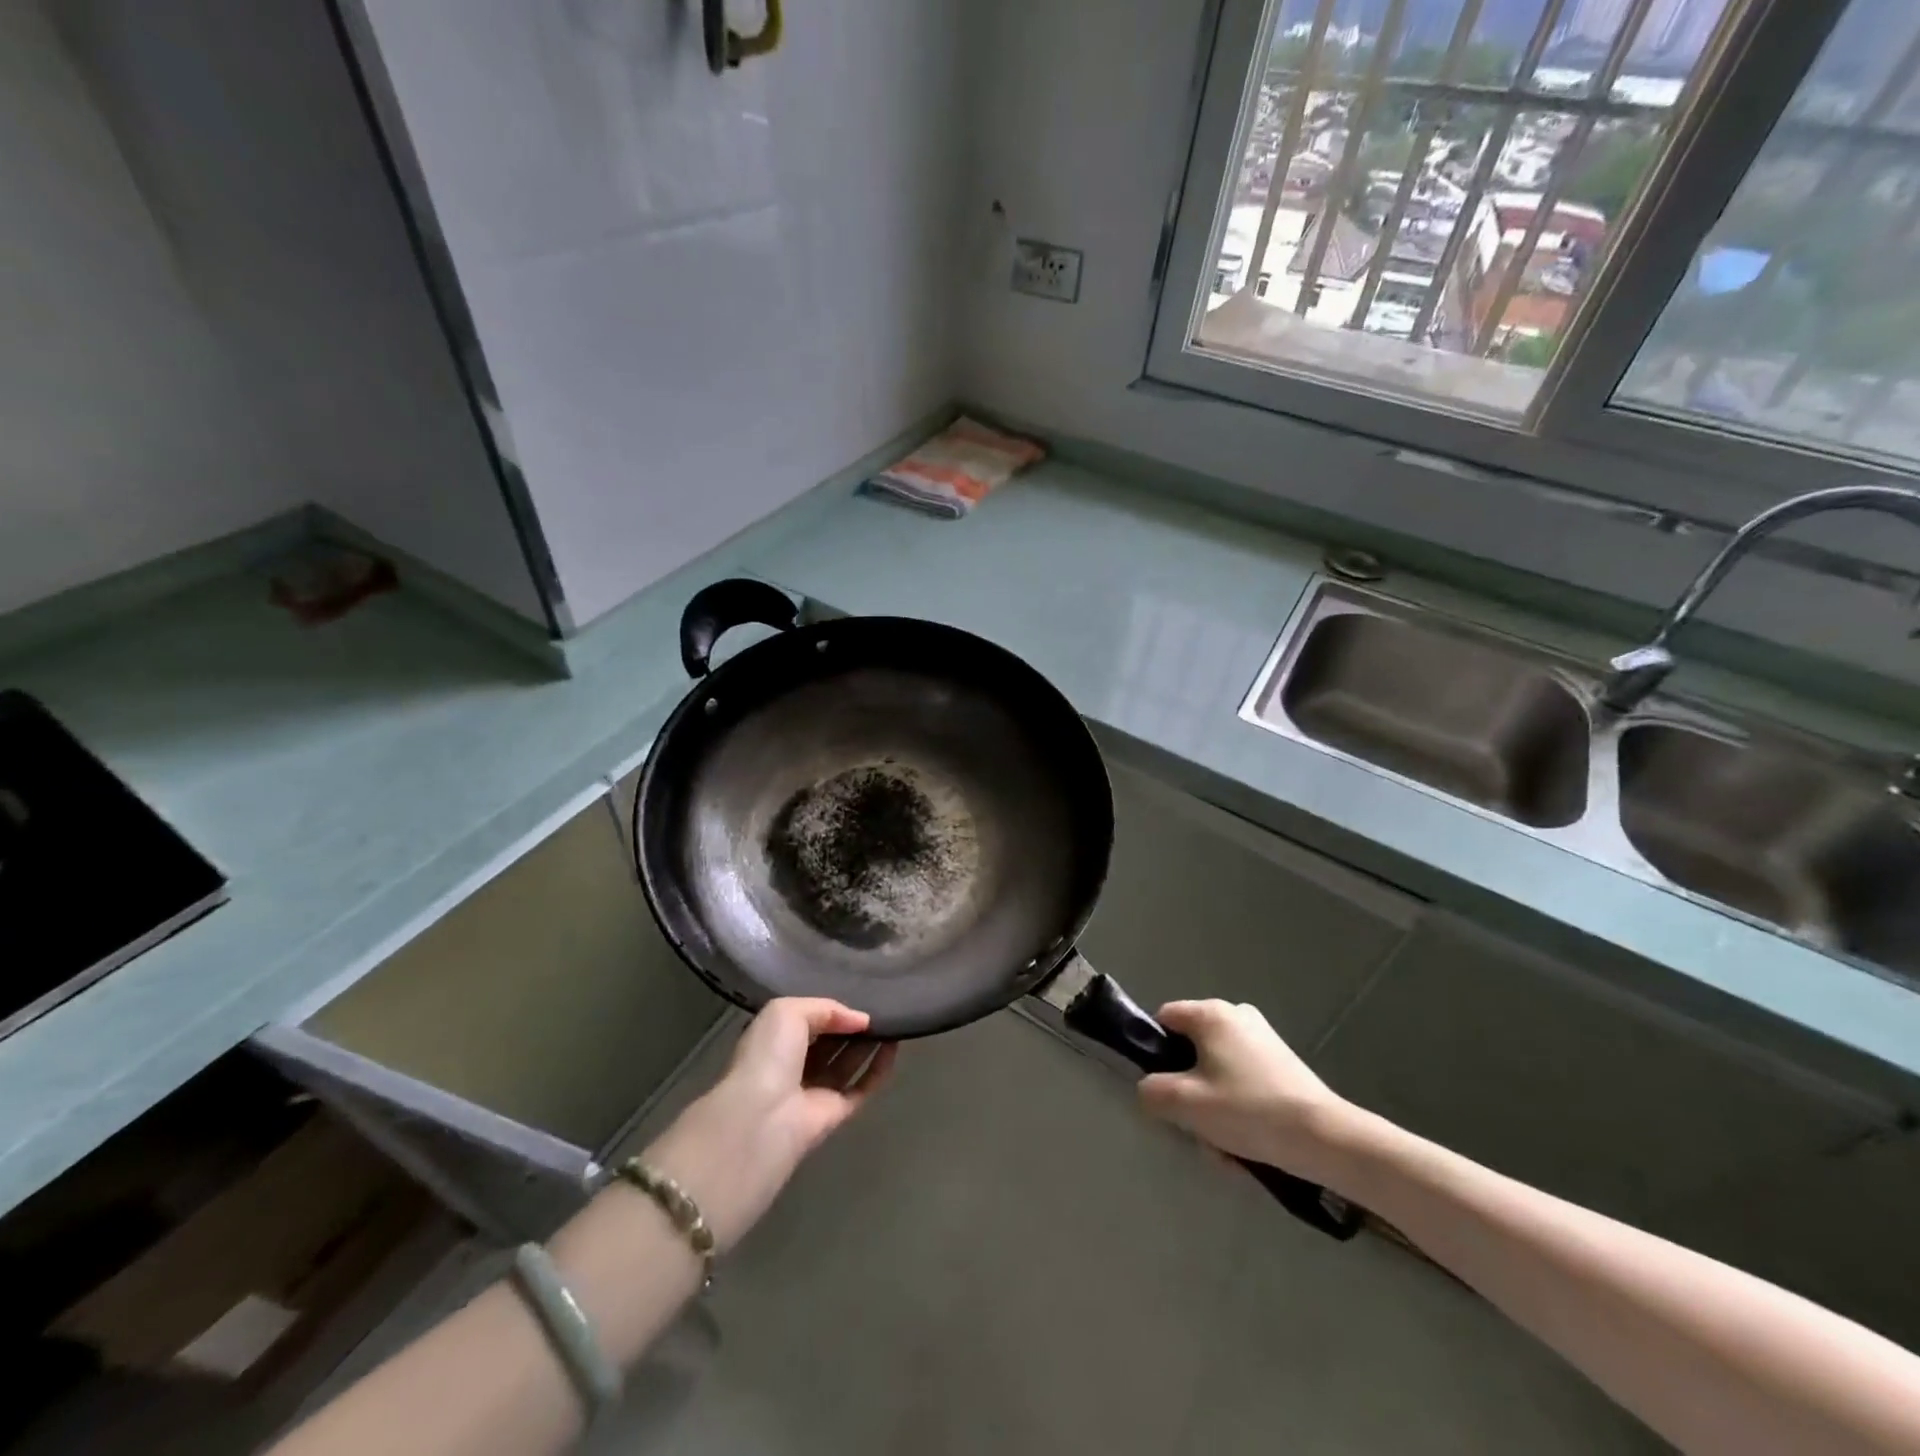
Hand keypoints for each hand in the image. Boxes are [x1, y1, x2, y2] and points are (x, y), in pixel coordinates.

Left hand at [642, 999, 895, 1251]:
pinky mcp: (835, 1113)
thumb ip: (826, 1008)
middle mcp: (794, 1065)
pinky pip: (862, 1087)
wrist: (763, 1115)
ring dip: (869, 1043)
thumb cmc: (769, 1055)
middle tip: (882, 1005)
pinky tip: (894, 1046)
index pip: (807, 1020)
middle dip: (852, 1025)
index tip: (859, 994)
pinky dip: (879, 1068)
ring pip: (847, 1063)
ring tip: (894, 1019)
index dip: (831, 1009)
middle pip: (830, 1041)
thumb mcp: (787, 1011)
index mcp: (775, 1040)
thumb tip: (861, 1020)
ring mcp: (815, 1091)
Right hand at [1138, 1000, 1357, 1185]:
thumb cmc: (1249, 1111)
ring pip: (1216, 1071)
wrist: (1326, 1138)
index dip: (1155, 1053)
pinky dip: (1238, 1108)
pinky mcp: (1281, 1063)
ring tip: (1225, 1147)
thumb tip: (1148, 1089)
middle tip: (1196, 1126)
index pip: (1163, 1020)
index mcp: (1211, 1013)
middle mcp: (1236, 1014)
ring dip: (1212, 1107)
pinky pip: (1242, 1080)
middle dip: (1188, 1091)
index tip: (1163, 1090)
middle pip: (1191, 1050)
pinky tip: (1247, 1144)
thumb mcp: (1187, 1104)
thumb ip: (1152, 1091)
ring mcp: (1262, 1038)